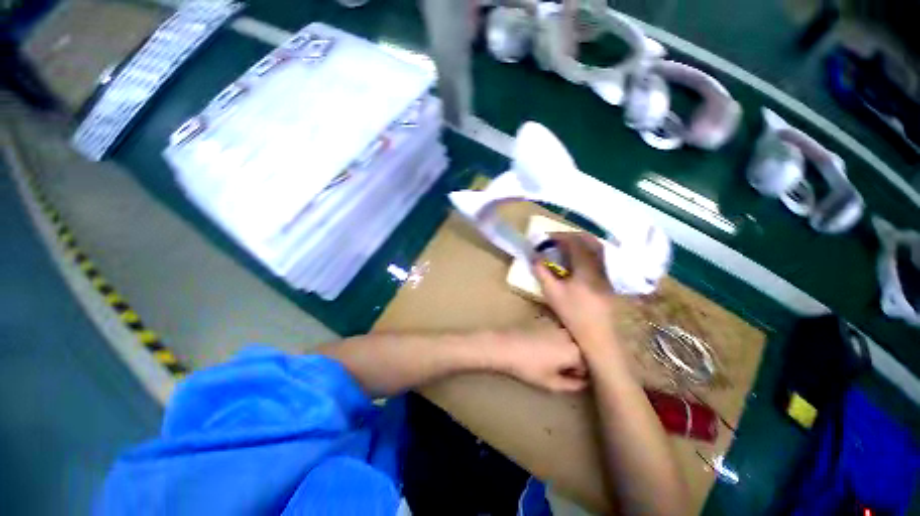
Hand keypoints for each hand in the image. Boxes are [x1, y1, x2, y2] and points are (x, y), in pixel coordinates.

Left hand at [490, 327, 587, 392]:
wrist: (505, 346)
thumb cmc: (528, 367)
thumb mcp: (551, 383)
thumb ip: (572, 385)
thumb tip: (583, 382)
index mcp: (575, 351)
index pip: (589, 364)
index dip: (581, 373)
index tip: (571, 377)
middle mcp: (570, 334)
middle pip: (582, 349)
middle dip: (576, 359)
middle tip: (561, 368)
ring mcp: (558, 324)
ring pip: (571, 339)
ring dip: (567, 348)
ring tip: (552, 357)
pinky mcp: (546, 319)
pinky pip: (560, 330)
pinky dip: (558, 338)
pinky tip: (544, 345)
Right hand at [532, 233, 618, 354]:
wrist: (597, 335)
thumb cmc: (573, 314)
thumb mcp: (552, 292)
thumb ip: (542, 272)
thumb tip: (534, 257)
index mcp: (586, 268)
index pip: (575, 242)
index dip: (560, 237)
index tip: (546, 238)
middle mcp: (599, 266)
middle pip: (590, 241)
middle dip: (572, 236)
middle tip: (557, 240)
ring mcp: (605, 274)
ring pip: (596, 249)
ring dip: (580, 244)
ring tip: (565, 249)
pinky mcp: (607, 281)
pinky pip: (597, 258)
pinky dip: (585, 253)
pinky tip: (575, 263)